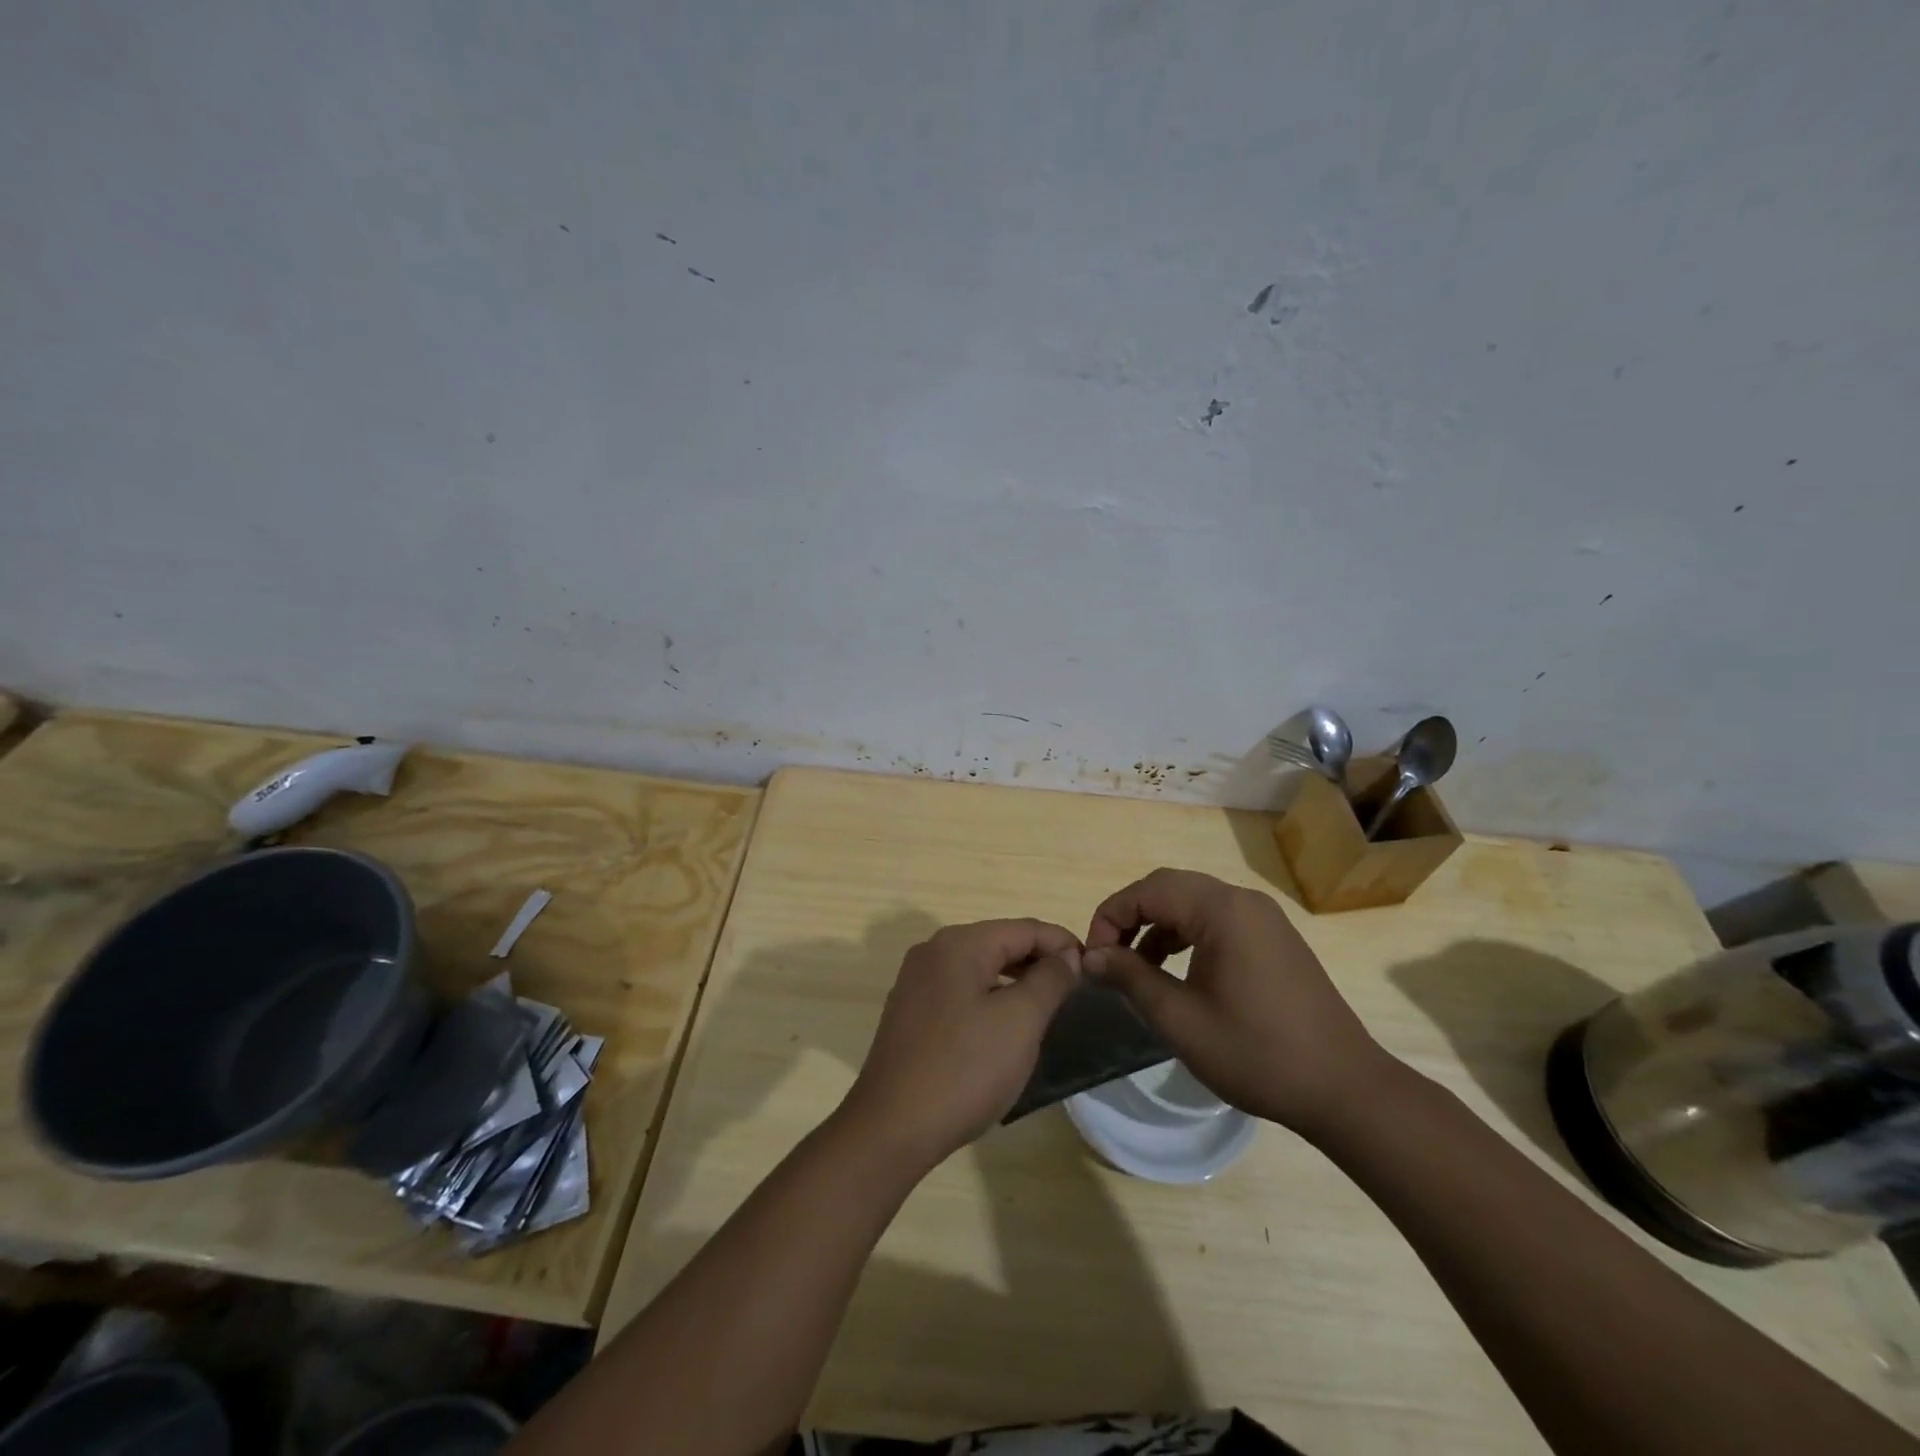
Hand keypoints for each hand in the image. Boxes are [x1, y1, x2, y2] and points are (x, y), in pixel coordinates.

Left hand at [838, 919, 1082, 1172]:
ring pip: (979, 967)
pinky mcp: (910, 1011)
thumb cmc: (965, 1069)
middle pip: (999, 943)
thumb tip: (1066, 954)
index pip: (1023, 928)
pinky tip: (1005, 1026)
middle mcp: (933, 951)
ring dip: (1015, 981)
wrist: (892, 1127)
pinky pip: (960, 990)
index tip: (1094, 968)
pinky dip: (989, 998)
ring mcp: (916, 982)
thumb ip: (1049, 979)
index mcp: (959, 944)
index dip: (1062, 943)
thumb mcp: (1020, 1021)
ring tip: (1048, 1007)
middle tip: (1076, 989)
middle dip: (1039, 961)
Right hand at [1083, 868, 1392, 1138]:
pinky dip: (1186, 934)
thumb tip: (1091, 956)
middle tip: (1108, 957)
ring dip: (1157, 925)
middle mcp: (1243, 900)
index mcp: (1221, 910)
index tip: (1092, 959)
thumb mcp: (1180, 1019)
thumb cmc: (1256, 1053)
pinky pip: (1216, 919)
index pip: (1147, 891)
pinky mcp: (1273, 938)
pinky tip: (1175, 970)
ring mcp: (1263, 917)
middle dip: (1131, 916)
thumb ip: (1130, 978)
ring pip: (1192, 901)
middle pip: (1169, 887)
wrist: (1344, 1089)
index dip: (1110, 918)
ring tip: (1136, 967)